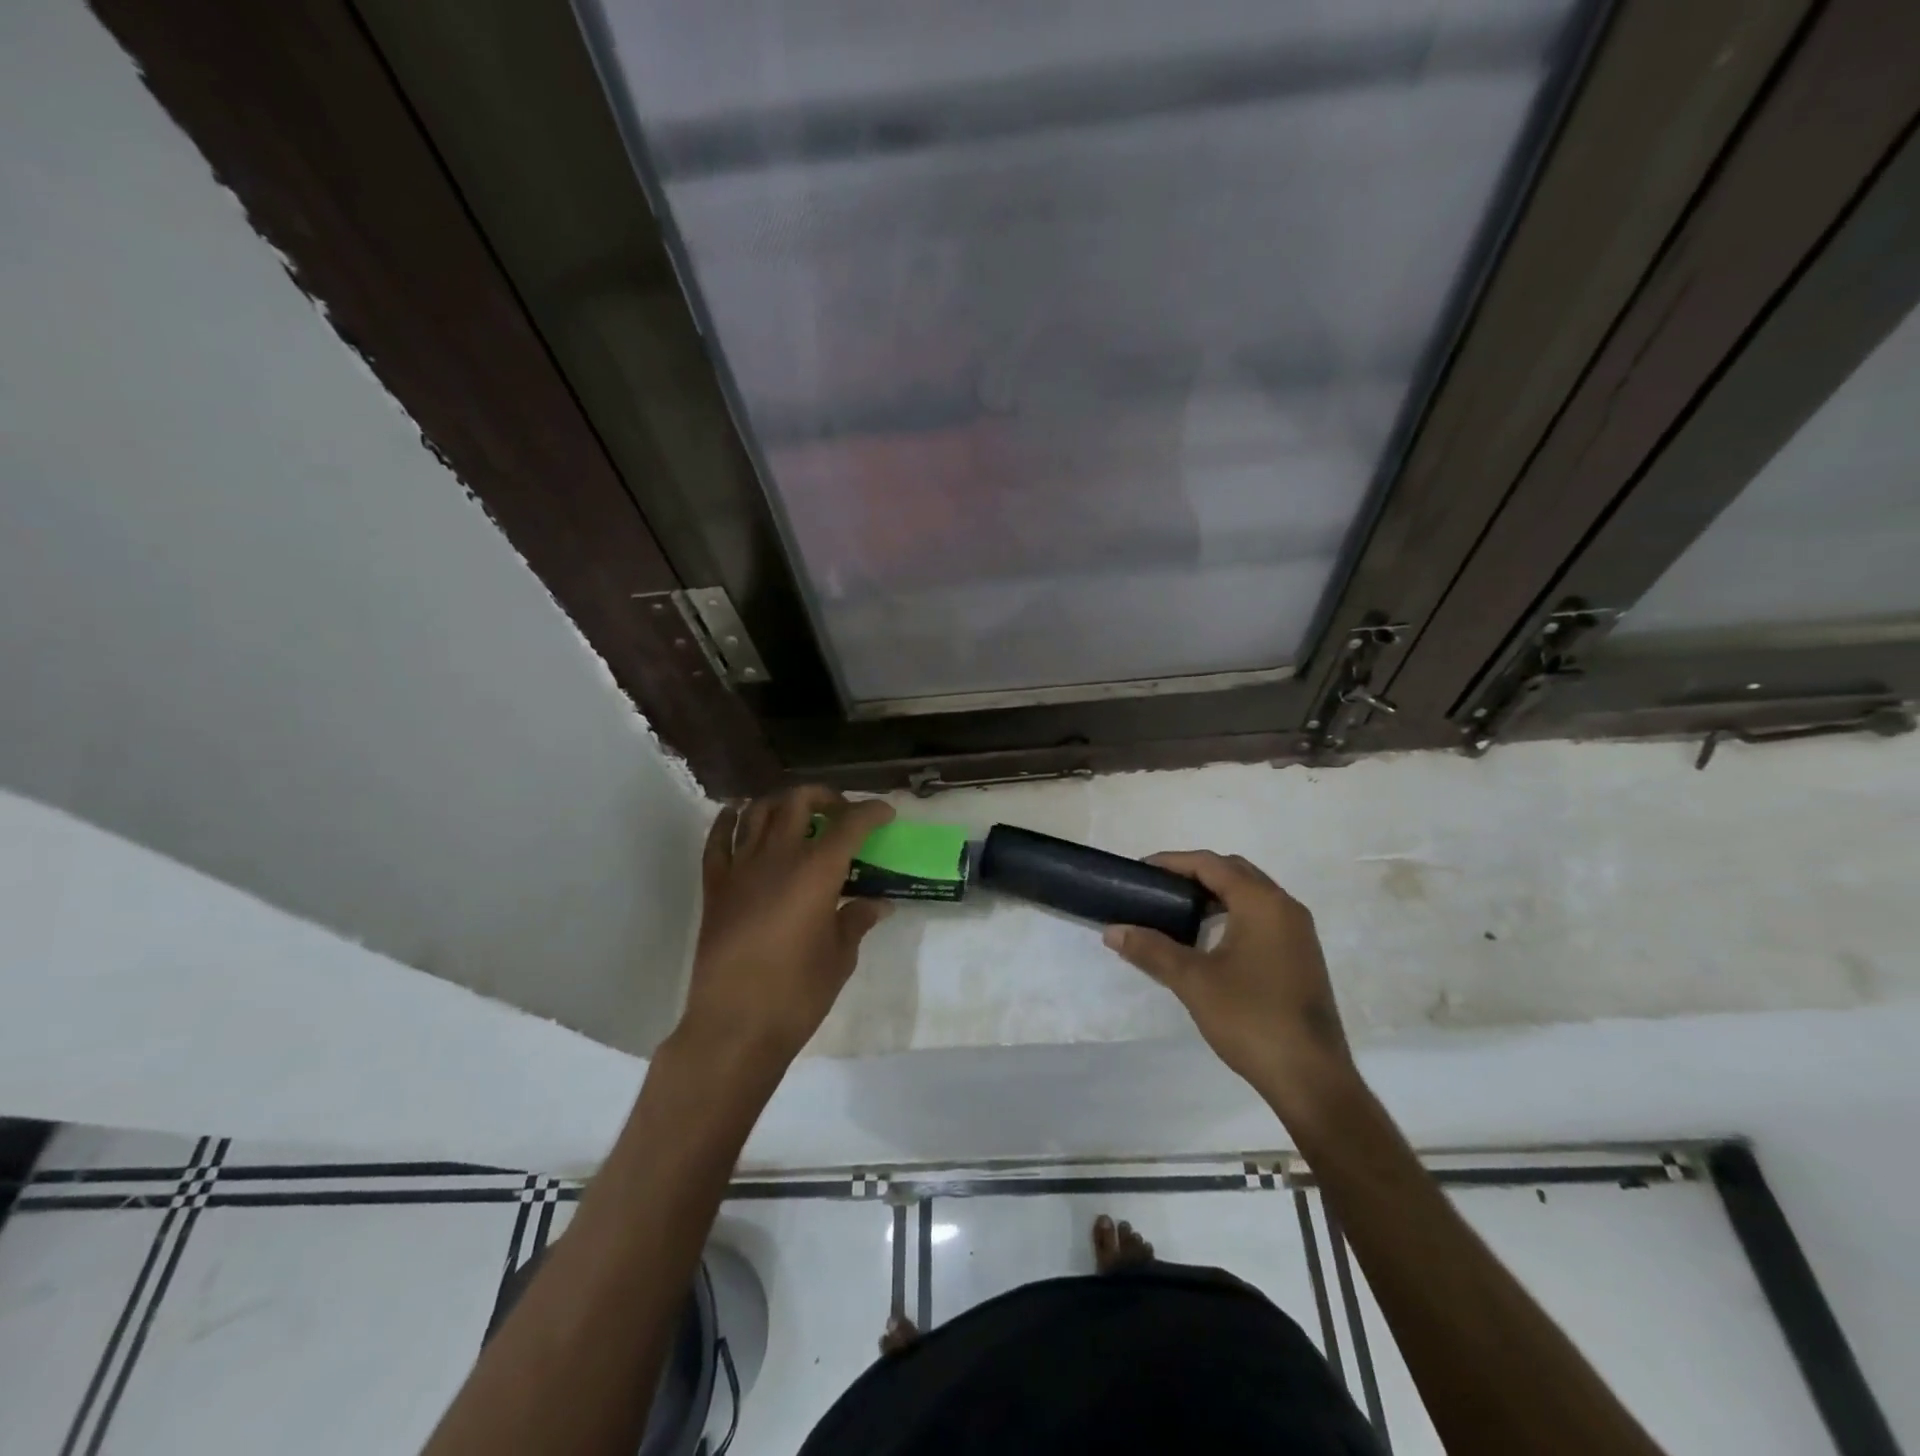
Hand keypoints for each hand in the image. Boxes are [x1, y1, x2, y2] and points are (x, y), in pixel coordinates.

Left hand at [674, 786, 894, 1071]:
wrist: (734, 1025)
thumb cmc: (797, 993)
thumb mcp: (840, 957)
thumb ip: (856, 920)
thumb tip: (877, 904)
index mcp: (817, 872)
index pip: (850, 824)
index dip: (871, 812)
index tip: (885, 813)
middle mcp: (778, 857)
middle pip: (799, 802)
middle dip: (825, 797)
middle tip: (840, 812)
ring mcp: (741, 868)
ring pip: (758, 811)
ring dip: (781, 802)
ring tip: (797, 813)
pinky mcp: (715, 886)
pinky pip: (718, 840)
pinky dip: (729, 820)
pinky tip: (738, 815)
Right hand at [1103, 852, 1359, 1123]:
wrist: (1311, 1078)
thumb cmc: (1251, 1018)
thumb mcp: (1193, 981)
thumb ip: (1151, 950)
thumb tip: (1113, 931)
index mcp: (1263, 903)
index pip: (1212, 864)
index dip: (1173, 862)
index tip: (1142, 871)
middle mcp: (1286, 908)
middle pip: (1235, 872)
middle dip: (1195, 874)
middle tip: (1158, 888)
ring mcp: (1299, 934)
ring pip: (1251, 895)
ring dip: (1215, 895)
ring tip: (1179, 911)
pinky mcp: (1301, 957)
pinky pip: (1262, 917)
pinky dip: (1232, 914)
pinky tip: (1210, 941)